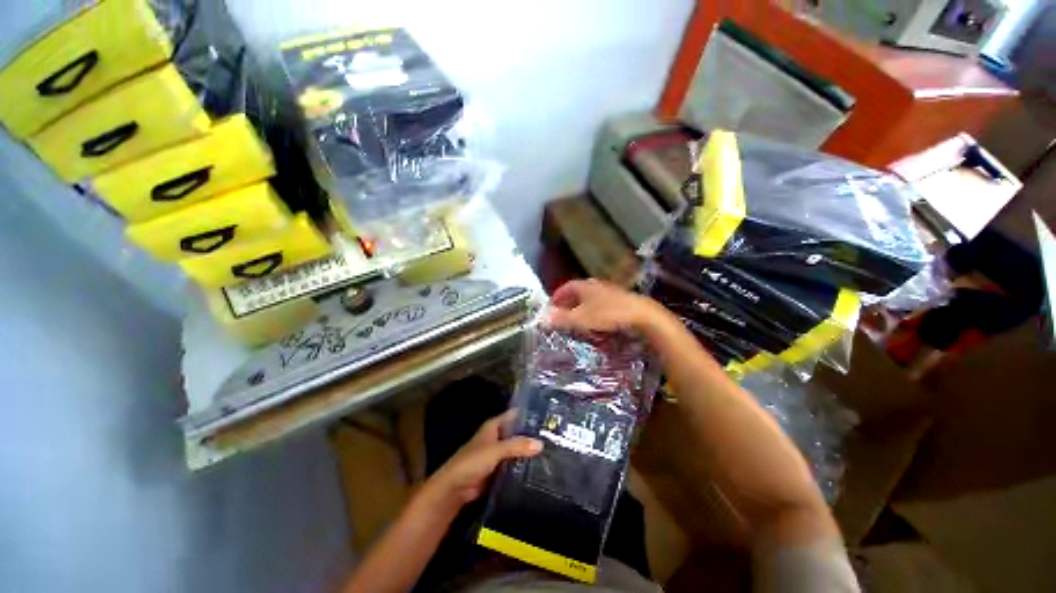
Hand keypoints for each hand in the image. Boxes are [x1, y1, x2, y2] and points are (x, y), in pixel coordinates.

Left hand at [426, 411, 541, 506]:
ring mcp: (498, 453)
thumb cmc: (472, 462)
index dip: (529, 413)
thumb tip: (540, 444)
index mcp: (494, 426)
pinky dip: (524, 464)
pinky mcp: (499, 469)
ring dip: (529, 450)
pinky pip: (515, 463)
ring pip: (517, 448)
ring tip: (552, 450)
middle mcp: (498, 436)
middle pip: (518, 431)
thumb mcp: (495, 451)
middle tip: (555, 435)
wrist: (455, 488)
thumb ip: (517, 446)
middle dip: (532, 433)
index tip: (548, 415)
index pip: (515, 414)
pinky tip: (539, 467)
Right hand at [544, 279, 662, 334]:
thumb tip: (540, 319)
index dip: (557, 296)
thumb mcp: (581, 319)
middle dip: (568, 302)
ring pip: (590, 298)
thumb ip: (561, 318)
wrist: (642, 316)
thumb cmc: (608, 314)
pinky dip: (593, 311)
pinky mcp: (620, 301)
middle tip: (562, 314)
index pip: (566, 287)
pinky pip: (601, 304)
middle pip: (578, 292)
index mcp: (585, 286)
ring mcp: (610, 292)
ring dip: (581, 307)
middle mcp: (596, 286)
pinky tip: (596, 322)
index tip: (550, 306)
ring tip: (576, 320)